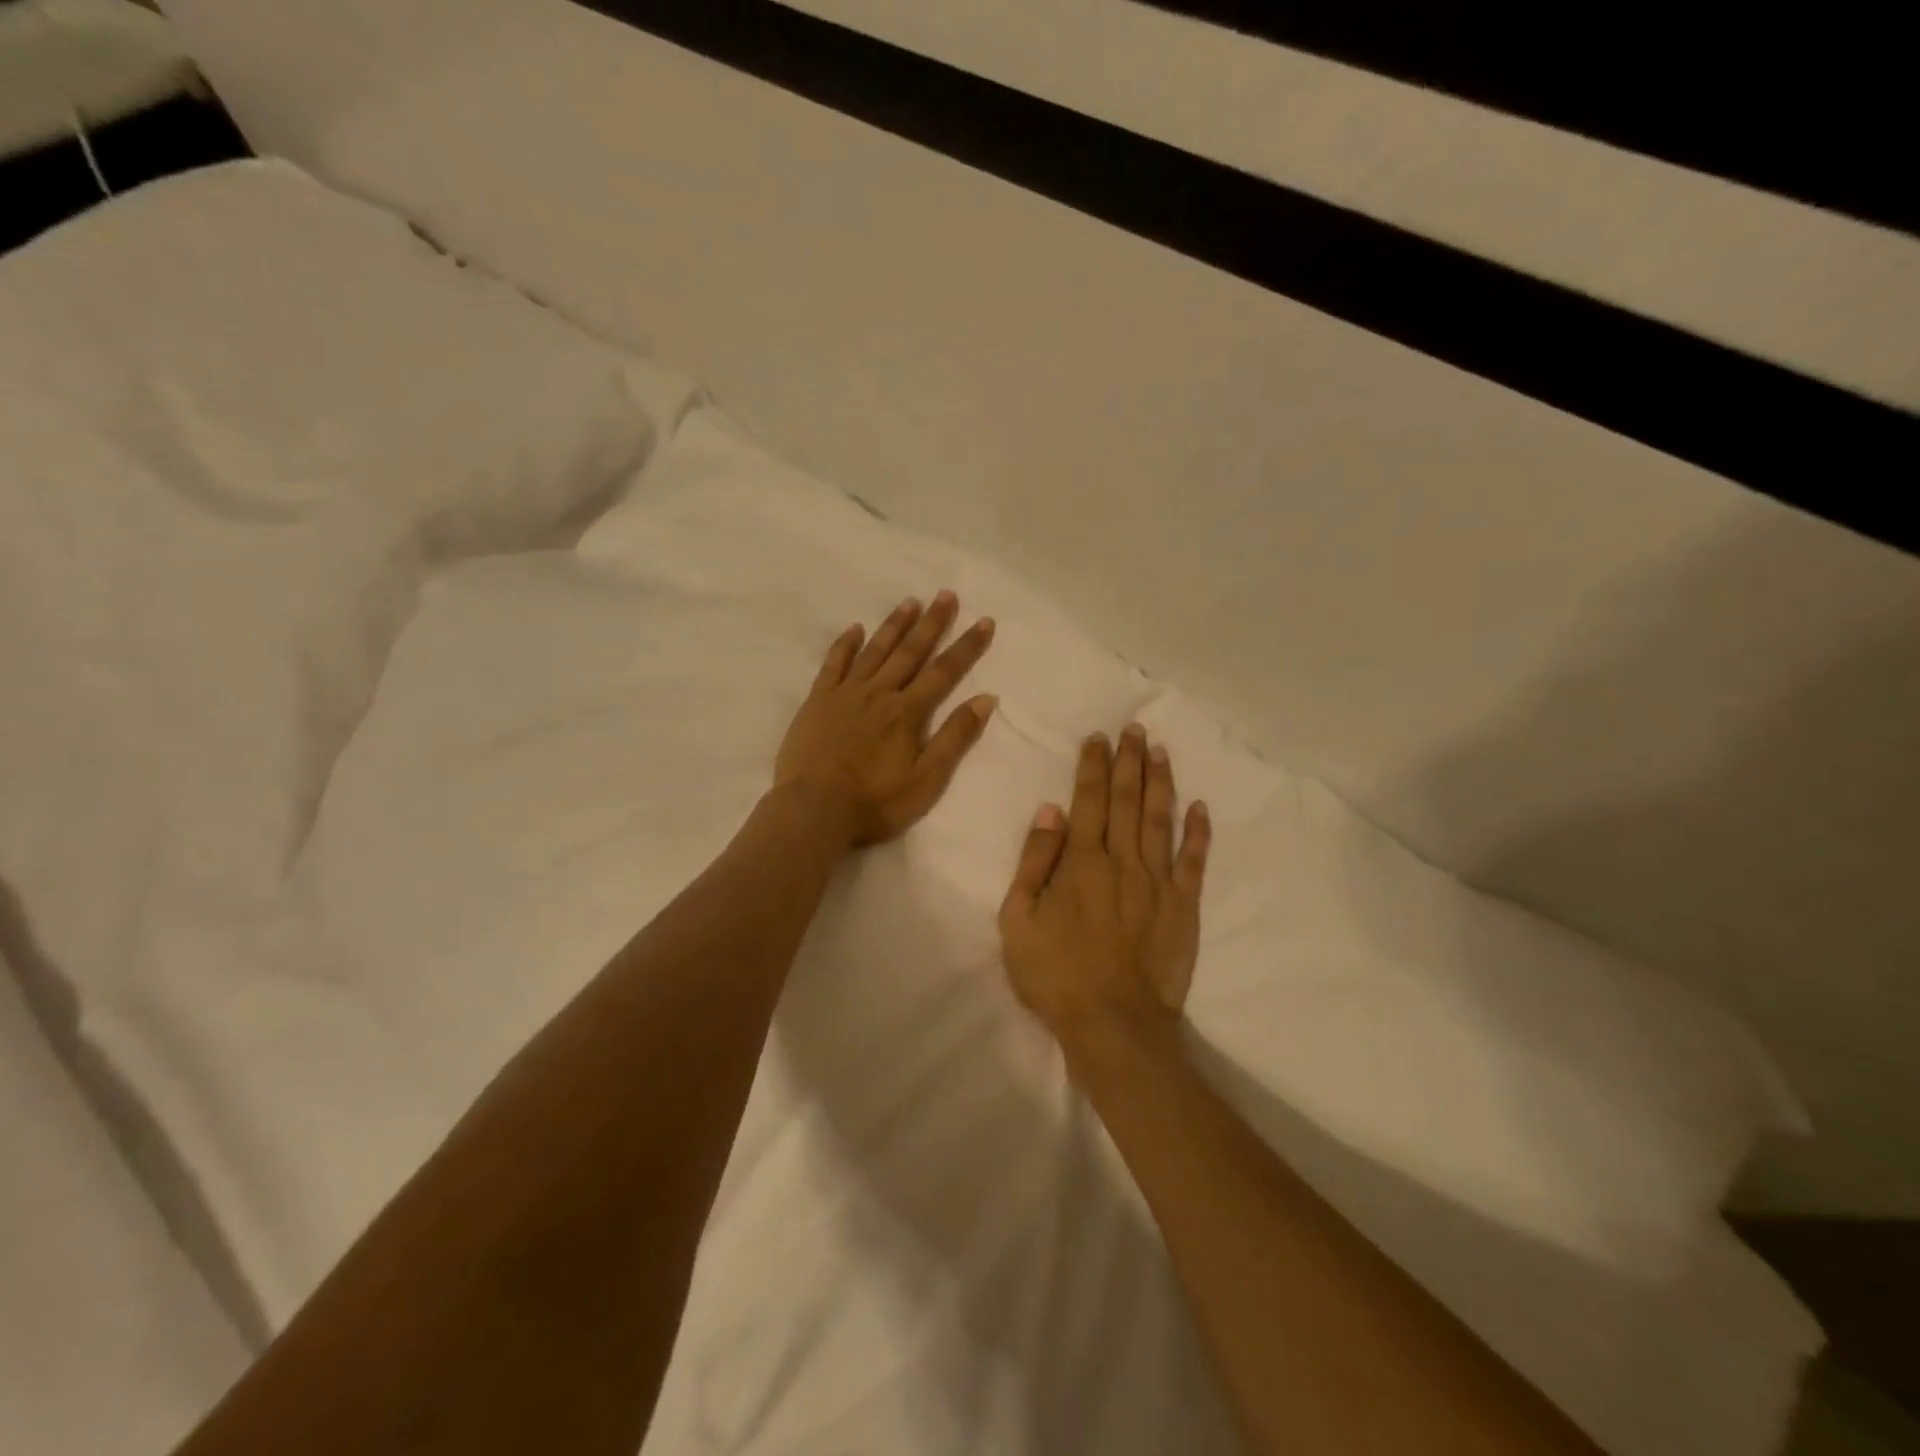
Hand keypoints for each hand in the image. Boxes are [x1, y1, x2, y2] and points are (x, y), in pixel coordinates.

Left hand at [775, 591, 997, 847]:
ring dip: (894, 625)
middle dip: (932, 623)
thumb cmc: (875, 802)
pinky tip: (855, 628)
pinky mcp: (817, 701)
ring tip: (910, 602)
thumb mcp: (927, 780)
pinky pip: (833, 664)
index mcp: (907, 712)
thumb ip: (955, 737)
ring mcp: (845, 694)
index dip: (966, 646)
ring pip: (874, 651)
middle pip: (910, 651)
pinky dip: (845, 644)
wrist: (814, 811)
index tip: (984, 621)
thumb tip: (986, 698)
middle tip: (946, 594)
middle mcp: (879, 693)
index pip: (944, 671)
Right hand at [998, 725, 1210, 1045]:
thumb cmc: (1055, 974)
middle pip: (1128, 801)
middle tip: (1135, 729)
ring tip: (1161, 752)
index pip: (1089, 800)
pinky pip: (1193, 862)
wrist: (1113, 1024)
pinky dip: (1198, 833)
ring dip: (1161, 783)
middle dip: (1130, 761)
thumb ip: (1034, 861)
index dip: (1093, 766)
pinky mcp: (1184, 907)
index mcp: (1081, 862)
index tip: (1099, 737)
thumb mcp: (1019, 919)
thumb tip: (1050, 811)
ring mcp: (1157, 883)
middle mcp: (1122, 861)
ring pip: (1161, 820)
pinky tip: (1200, 807)